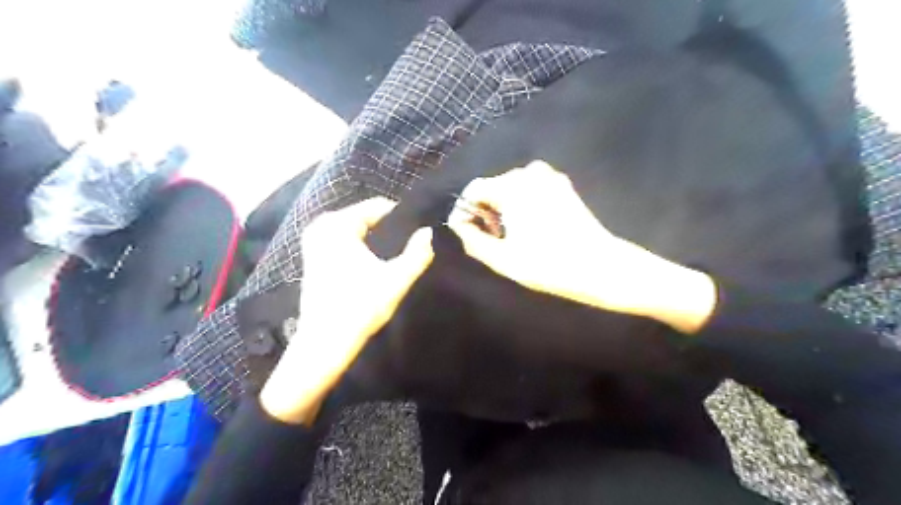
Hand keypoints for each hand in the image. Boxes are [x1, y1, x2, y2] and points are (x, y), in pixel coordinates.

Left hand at [261, 197, 432, 424]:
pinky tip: (373, 268)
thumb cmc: (359, 309)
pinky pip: (346, 241)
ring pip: (358, 231)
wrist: (323, 344)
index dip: (402, 220)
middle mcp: (321, 226)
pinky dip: (362, 249)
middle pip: (367, 218)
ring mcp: (314, 241)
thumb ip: (417, 254)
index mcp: (337, 224)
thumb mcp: (395, 281)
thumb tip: (429, 232)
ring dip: (377, 242)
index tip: (418, 237)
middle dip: (389, 232)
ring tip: (393, 261)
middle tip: (407, 252)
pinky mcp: (314, 256)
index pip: (378, 207)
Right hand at [447, 162, 714, 333]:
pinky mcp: (563, 186)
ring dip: (504, 207)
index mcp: (512, 187)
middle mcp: (529, 173)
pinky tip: (529, 226)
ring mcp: (549, 177)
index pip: (474, 189)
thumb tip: (458, 226)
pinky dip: (522, 203)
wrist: (601, 266)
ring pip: (511, 188)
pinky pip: (530, 188)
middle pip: (493, 186)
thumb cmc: (548, 264)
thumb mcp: (502, 259)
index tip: (465, 232)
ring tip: (509, 235)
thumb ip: (472, 240)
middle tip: (491, 239)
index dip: (464, 210)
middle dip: (485, 210)